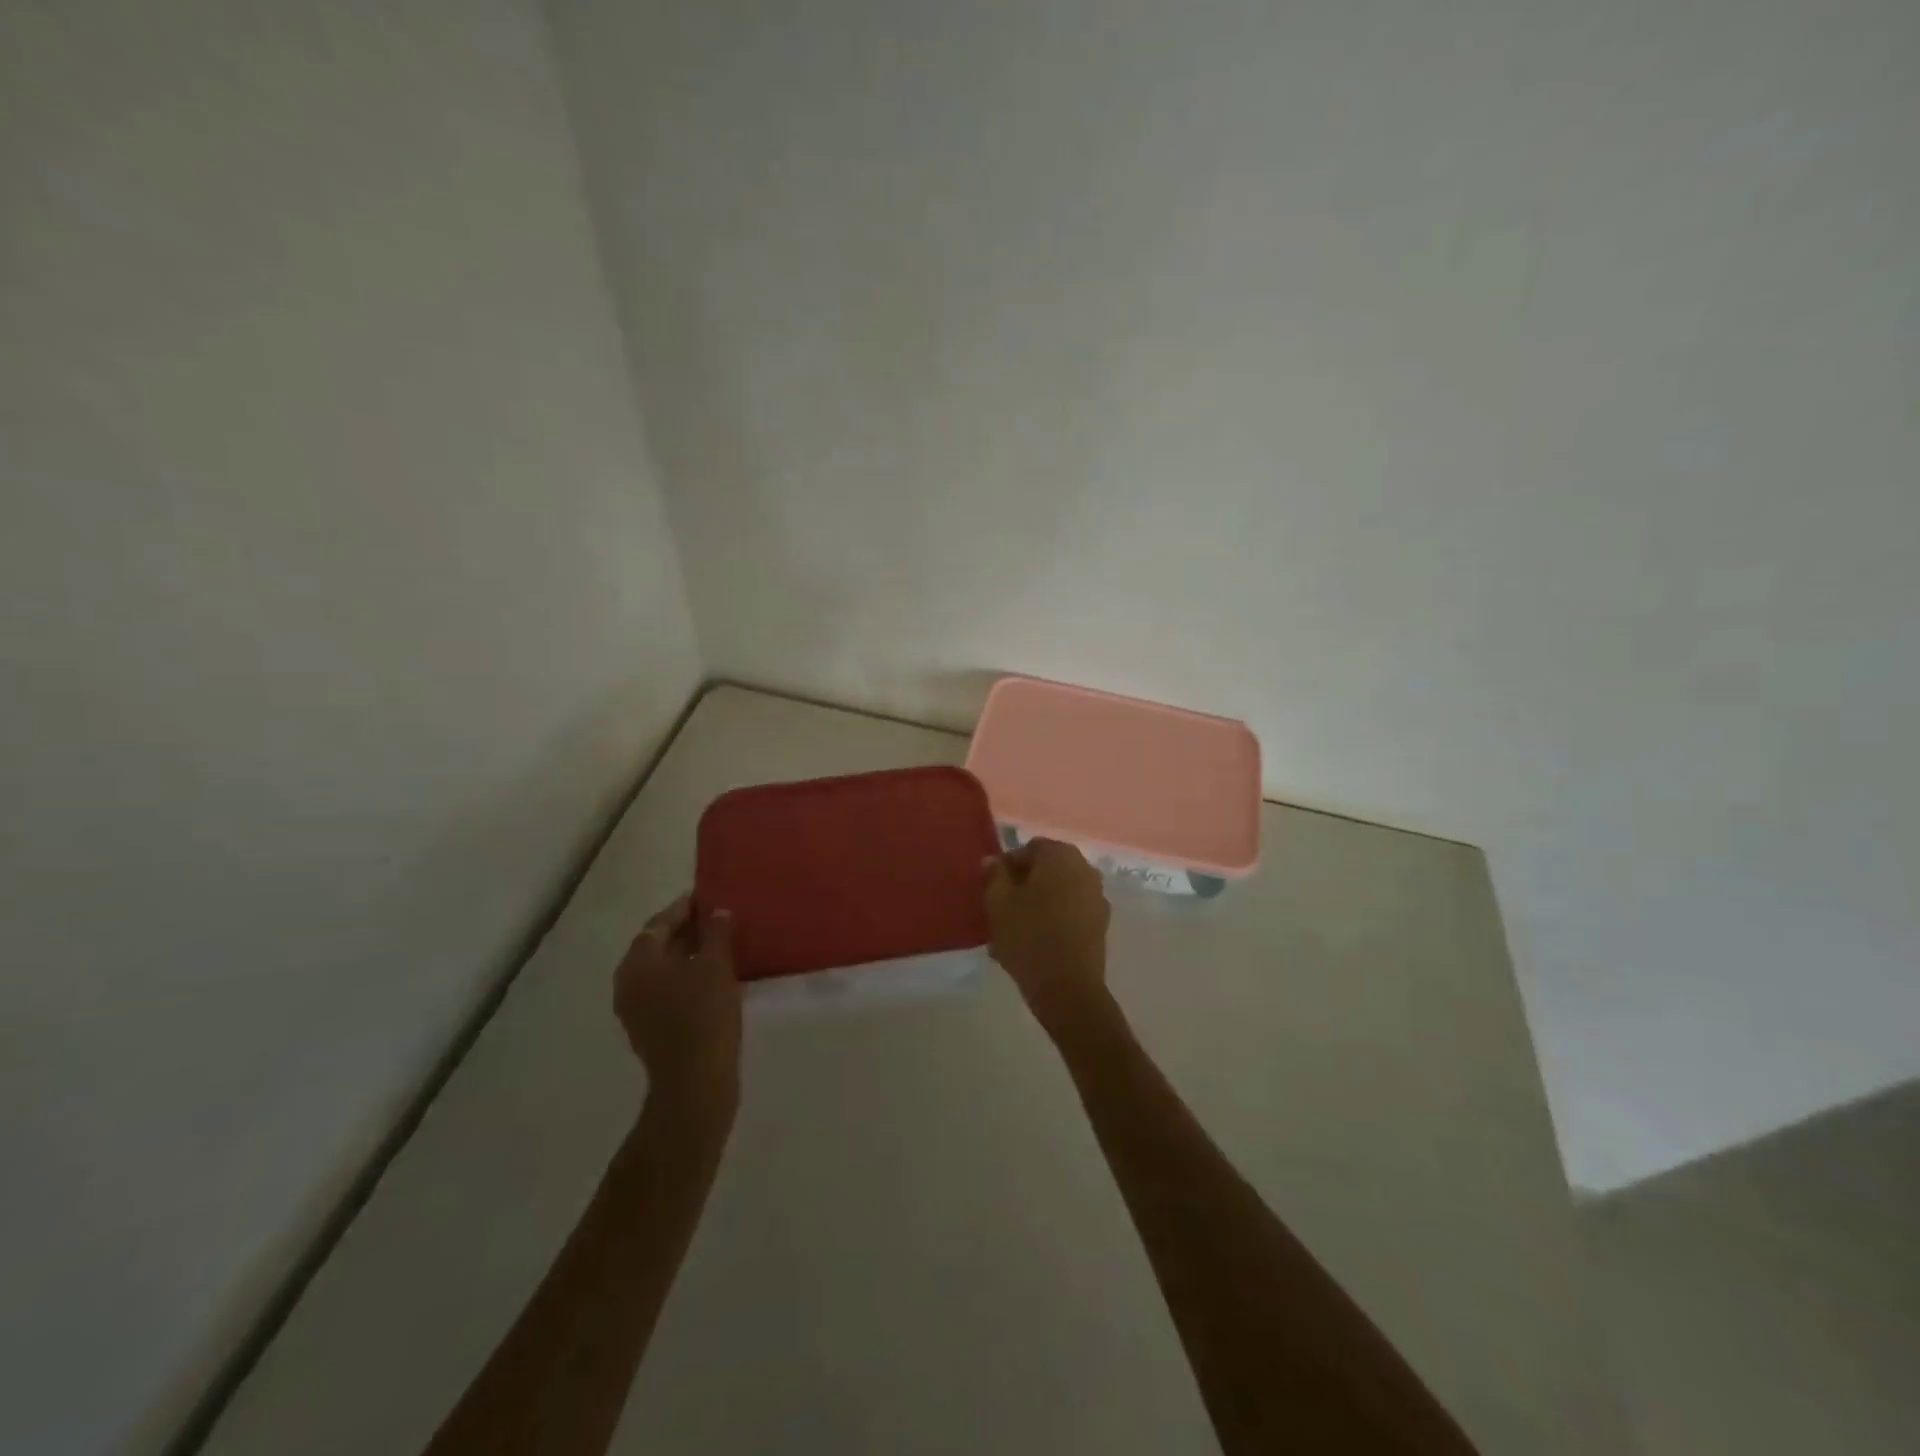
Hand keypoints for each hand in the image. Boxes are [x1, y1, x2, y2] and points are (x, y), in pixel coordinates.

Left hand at [614, 896, 742, 1116]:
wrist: (694, 1084)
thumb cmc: (703, 1016)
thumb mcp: (716, 966)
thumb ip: (716, 933)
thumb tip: (718, 912)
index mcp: (637, 962)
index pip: (659, 923)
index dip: (685, 908)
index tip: (709, 897)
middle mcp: (628, 983)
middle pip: (658, 945)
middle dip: (688, 931)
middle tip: (720, 919)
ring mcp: (636, 1009)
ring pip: (664, 970)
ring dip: (690, 955)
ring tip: (722, 946)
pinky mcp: (650, 1029)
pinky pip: (668, 991)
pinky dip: (688, 978)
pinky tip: (715, 978)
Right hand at [983, 839, 1111, 1032]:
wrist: (1067, 988)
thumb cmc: (1029, 937)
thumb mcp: (998, 903)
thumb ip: (994, 875)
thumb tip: (994, 860)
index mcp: (1060, 855)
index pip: (1029, 848)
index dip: (1008, 866)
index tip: (993, 890)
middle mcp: (1084, 868)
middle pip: (1047, 869)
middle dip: (1024, 884)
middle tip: (1003, 908)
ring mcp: (1097, 896)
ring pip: (1059, 891)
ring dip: (1039, 902)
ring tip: (1016, 929)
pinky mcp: (1101, 923)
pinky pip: (1071, 911)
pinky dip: (1054, 918)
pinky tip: (1036, 941)